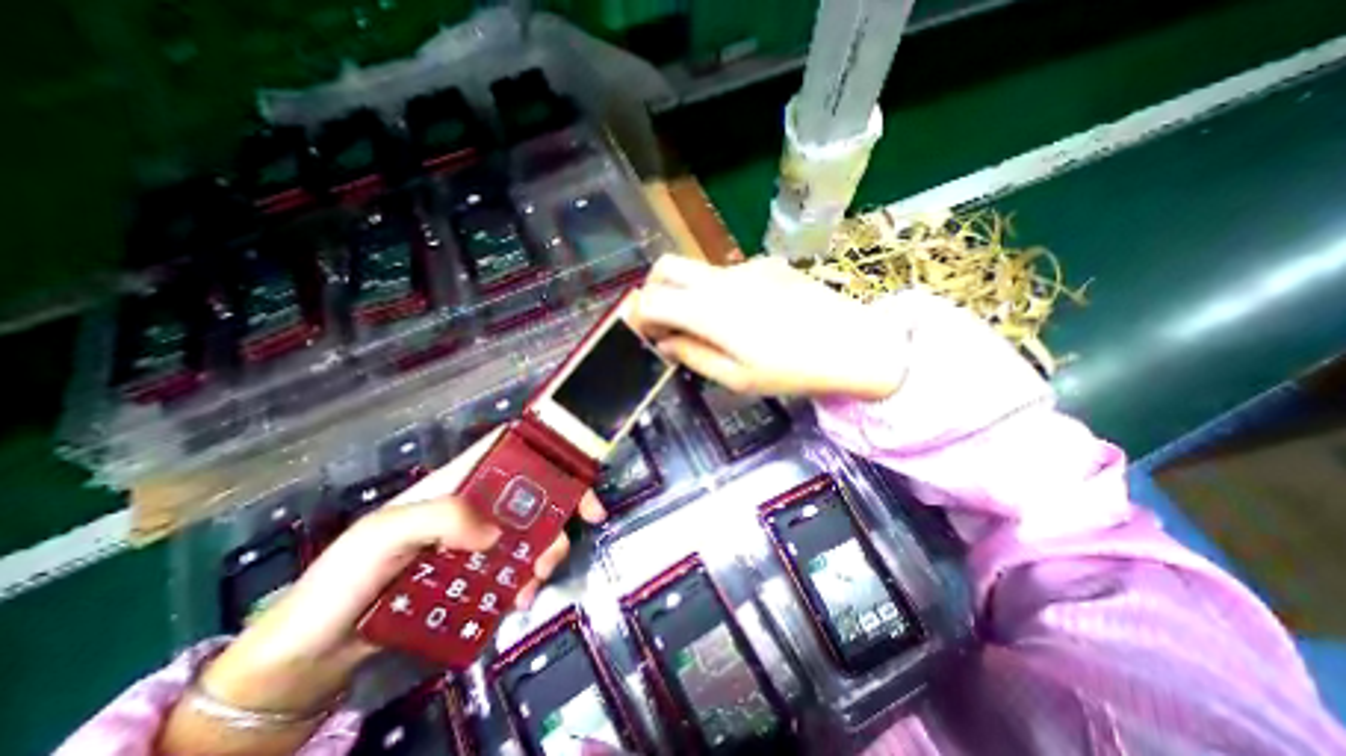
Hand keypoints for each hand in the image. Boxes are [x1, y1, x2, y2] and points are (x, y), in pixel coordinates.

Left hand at [160, 431, 607, 755]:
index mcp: (459, 483)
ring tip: (533, 583)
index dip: (549, 454)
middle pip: (534, 494)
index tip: (576, 478)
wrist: (311, 652)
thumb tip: (495, 533)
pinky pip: (516, 569)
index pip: (512, 452)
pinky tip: (519, 599)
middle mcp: (476, 506)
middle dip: (558, 515)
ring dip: (544, 554)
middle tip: (562, 545)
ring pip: (531, 533)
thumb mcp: (384, 534)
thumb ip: (439, 519)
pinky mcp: (477, 575)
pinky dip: (527, 582)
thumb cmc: (343, 579)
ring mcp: (478, 541)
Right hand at [636, 253, 907, 399]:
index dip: (639, 318)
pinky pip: (728, 274)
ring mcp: (746, 266)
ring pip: (697, 270)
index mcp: (709, 310)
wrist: (853, 345)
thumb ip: (693, 356)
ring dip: (688, 293)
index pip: (651, 300)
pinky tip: (747, 317)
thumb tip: (665, 343)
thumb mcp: (736, 378)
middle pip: (666, 266)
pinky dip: (719, 292)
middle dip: (654, 291)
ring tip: (712, 327)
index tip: (648, 337)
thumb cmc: (791, 371)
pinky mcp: (767, 264)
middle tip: (666, 322)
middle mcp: (721, 279)